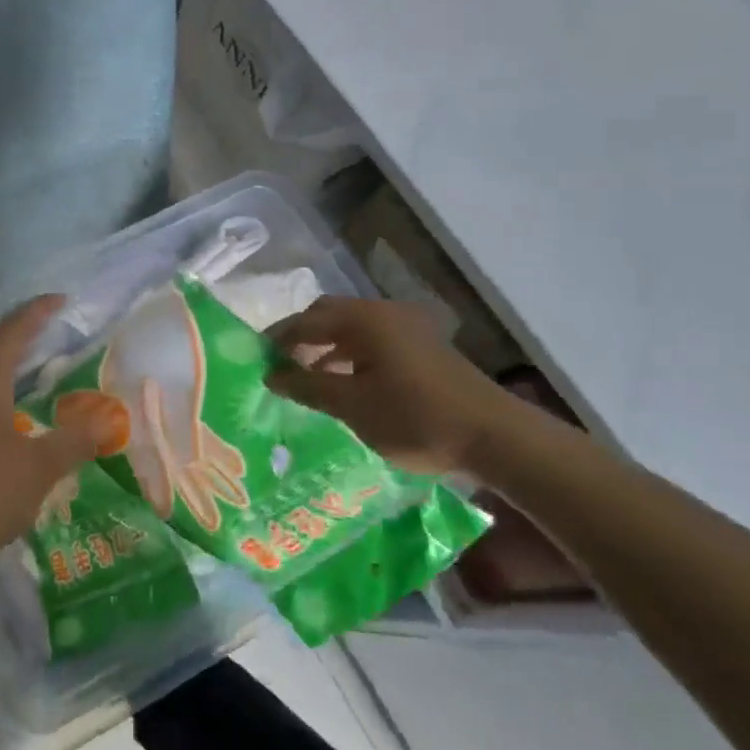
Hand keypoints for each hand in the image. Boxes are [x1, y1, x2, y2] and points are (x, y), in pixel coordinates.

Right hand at [265, 297, 515, 476]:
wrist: (493, 437)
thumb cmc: (413, 417)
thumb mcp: (351, 405)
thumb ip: (306, 386)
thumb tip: (271, 375)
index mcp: (364, 319)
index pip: (306, 320)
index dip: (277, 340)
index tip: (256, 361)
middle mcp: (384, 313)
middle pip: (329, 316)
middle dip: (301, 338)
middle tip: (279, 365)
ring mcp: (408, 328)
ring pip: (352, 329)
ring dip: (325, 347)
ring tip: (305, 377)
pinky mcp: (423, 347)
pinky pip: (373, 341)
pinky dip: (350, 356)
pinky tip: (344, 383)